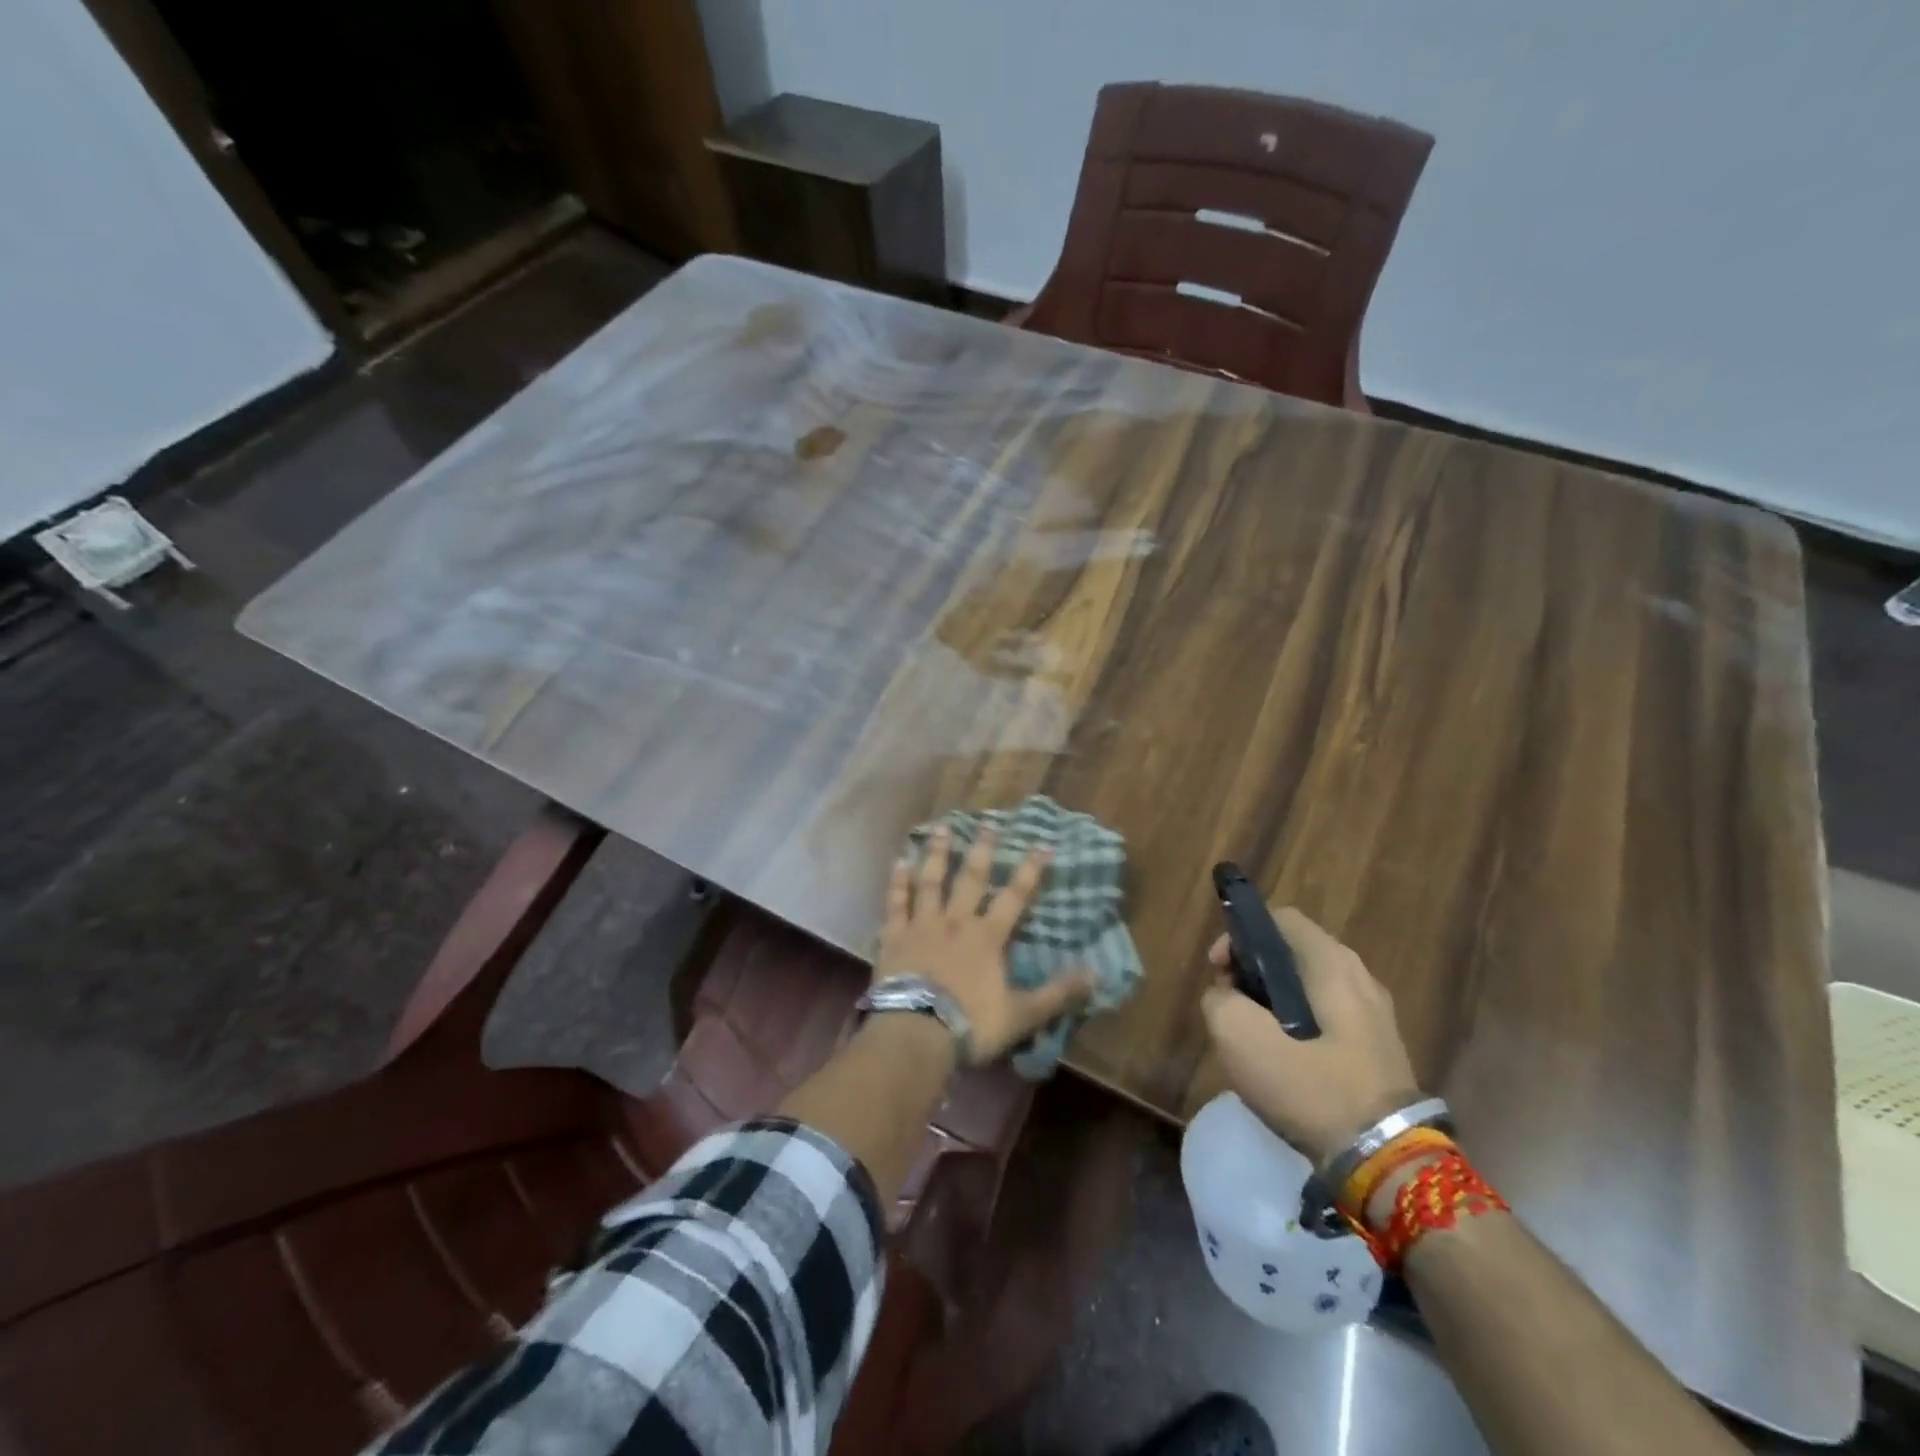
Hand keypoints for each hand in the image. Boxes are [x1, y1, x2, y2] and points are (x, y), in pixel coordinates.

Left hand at [877, 826, 1095, 1065]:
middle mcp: (956, 922)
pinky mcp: (894, 937)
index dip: (1030, 870)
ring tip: (943, 828)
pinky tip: (898, 862)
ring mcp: (922, 926)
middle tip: (988, 823)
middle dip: (982, 850)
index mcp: (987, 937)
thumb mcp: (1022, 1014)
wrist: (916, 1034)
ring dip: (938, 854)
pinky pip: (896, 903)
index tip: (1042, 844)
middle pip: (971, 879)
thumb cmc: (971, 1025)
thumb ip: (1057, 993)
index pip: (1015, 896)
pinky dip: (897, 883)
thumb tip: (1096, 974)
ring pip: (931, 882)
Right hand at [1199, 906, 1421, 1165]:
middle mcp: (1359, 977)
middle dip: (1251, 973)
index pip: (1279, 918)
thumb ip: (1219, 1001)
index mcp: (1331, 963)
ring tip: (1251, 1039)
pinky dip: (1296, 1028)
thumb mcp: (1240, 1037)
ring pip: (1306, 989)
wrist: (1387, 1163)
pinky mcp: (1378, 1050)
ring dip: (1270, 1004)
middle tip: (1229, 1007)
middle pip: (1291, 953)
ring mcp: (1374, 1015)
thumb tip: (1225, 997)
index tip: (1218, 971)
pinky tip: (1283, 1064)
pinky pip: (1325, 1020)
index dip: (1239, 936)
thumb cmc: (1311, 1087)